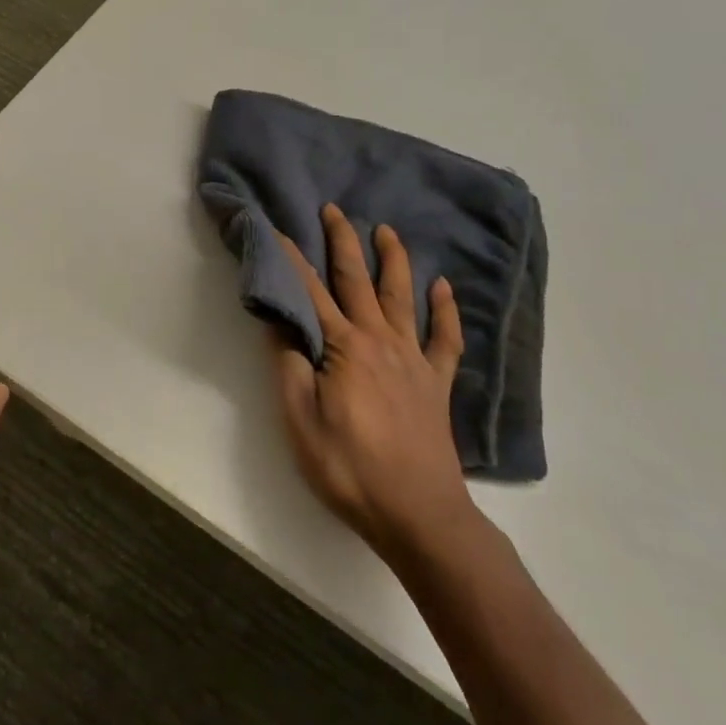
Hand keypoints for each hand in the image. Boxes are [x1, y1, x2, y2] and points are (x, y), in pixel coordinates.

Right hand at [271, 204, 473, 557]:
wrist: (419, 514)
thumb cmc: (349, 467)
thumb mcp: (300, 419)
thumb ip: (289, 364)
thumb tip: (279, 320)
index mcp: (344, 347)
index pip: (311, 292)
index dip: (293, 259)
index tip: (279, 228)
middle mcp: (380, 341)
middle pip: (358, 281)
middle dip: (344, 243)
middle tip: (335, 210)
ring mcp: (413, 360)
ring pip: (403, 297)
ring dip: (393, 261)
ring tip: (387, 231)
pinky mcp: (436, 383)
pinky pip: (445, 338)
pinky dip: (446, 310)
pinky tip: (443, 288)